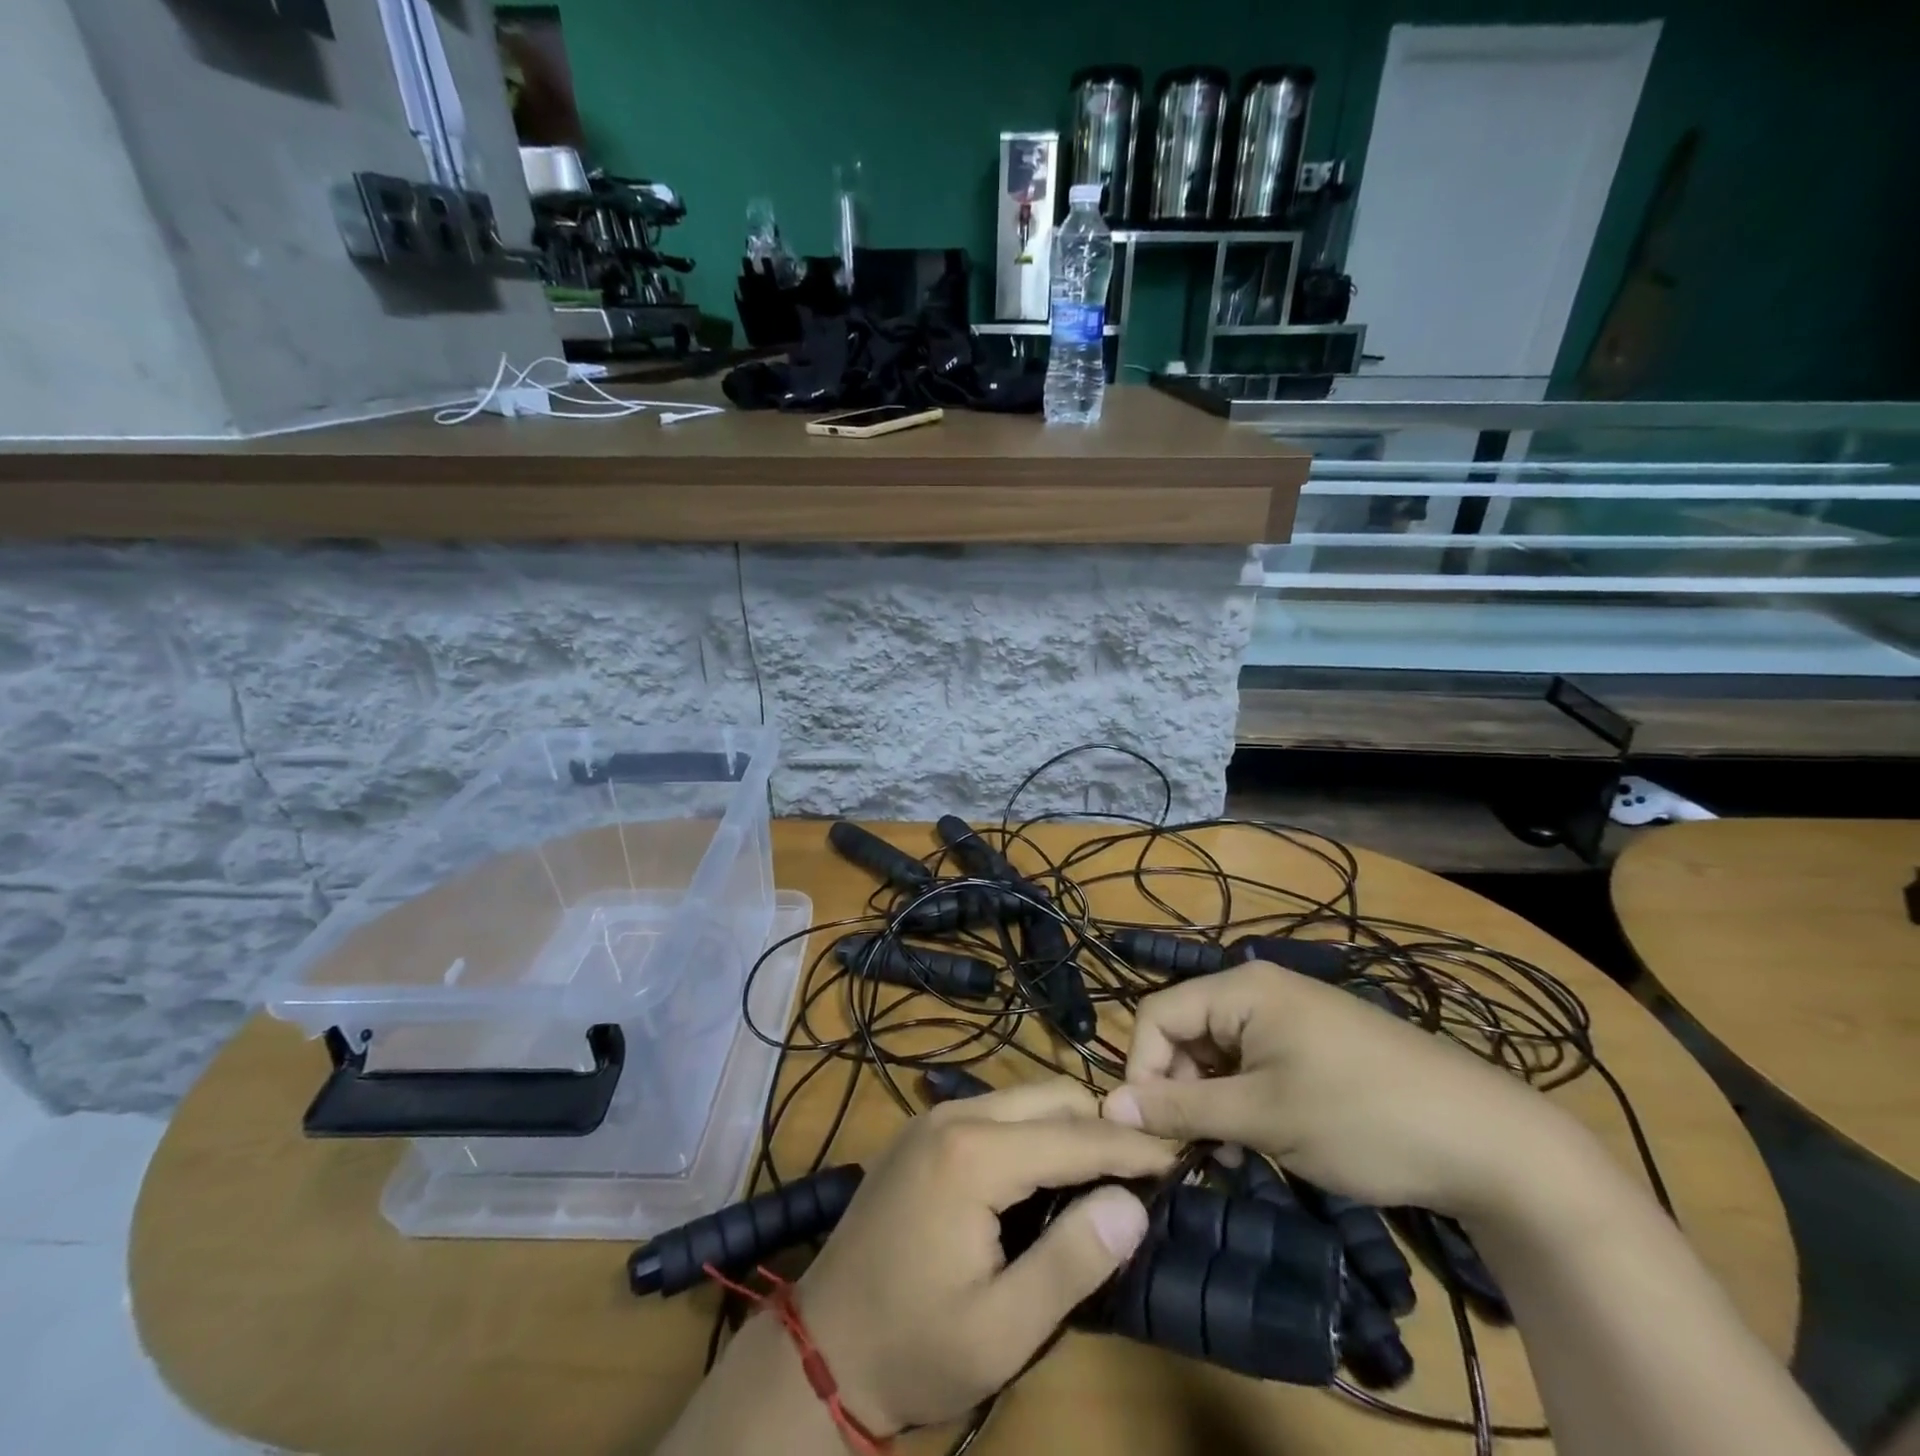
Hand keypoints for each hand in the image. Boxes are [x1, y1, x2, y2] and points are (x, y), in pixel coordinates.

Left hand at [795, 1079, 1175, 1434]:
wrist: (820, 1349)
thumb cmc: (914, 1347)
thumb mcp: (1002, 1329)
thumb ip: (1072, 1261)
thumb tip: (1132, 1204)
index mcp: (974, 1155)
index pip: (1074, 1136)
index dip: (1131, 1147)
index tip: (1179, 1155)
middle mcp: (954, 1116)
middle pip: (1050, 1097)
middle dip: (1101, 1126)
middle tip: (1143, 1170)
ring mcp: (932, 1119)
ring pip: (1023, 1098)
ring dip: (1067, 1127)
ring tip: (1104, 1174)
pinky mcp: (922, 1132)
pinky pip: (995, 1112)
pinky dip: (1033, 1132)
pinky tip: (1045, 1175)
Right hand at [1103, 962, 1591, 1219]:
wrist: (1491, 1142)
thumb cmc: (1361, 1118)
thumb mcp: (1263, 1117)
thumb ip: (1182, 1109)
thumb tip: (1109, 1107)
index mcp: (1240, 988)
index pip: (1157, 1015)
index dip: (1143, 1071)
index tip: (1151, 1132)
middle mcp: (1259, 989)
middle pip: (1186, 1032)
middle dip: (1180, 1090)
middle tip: (1198, 1152)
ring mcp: (1290, 1015)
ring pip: (1219, 1052)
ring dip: (1212, 1102)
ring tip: (1235, 1154)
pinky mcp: (1314, 1043)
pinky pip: (1254, 1062)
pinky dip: (1244, 1099)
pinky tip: (1263, 1140)